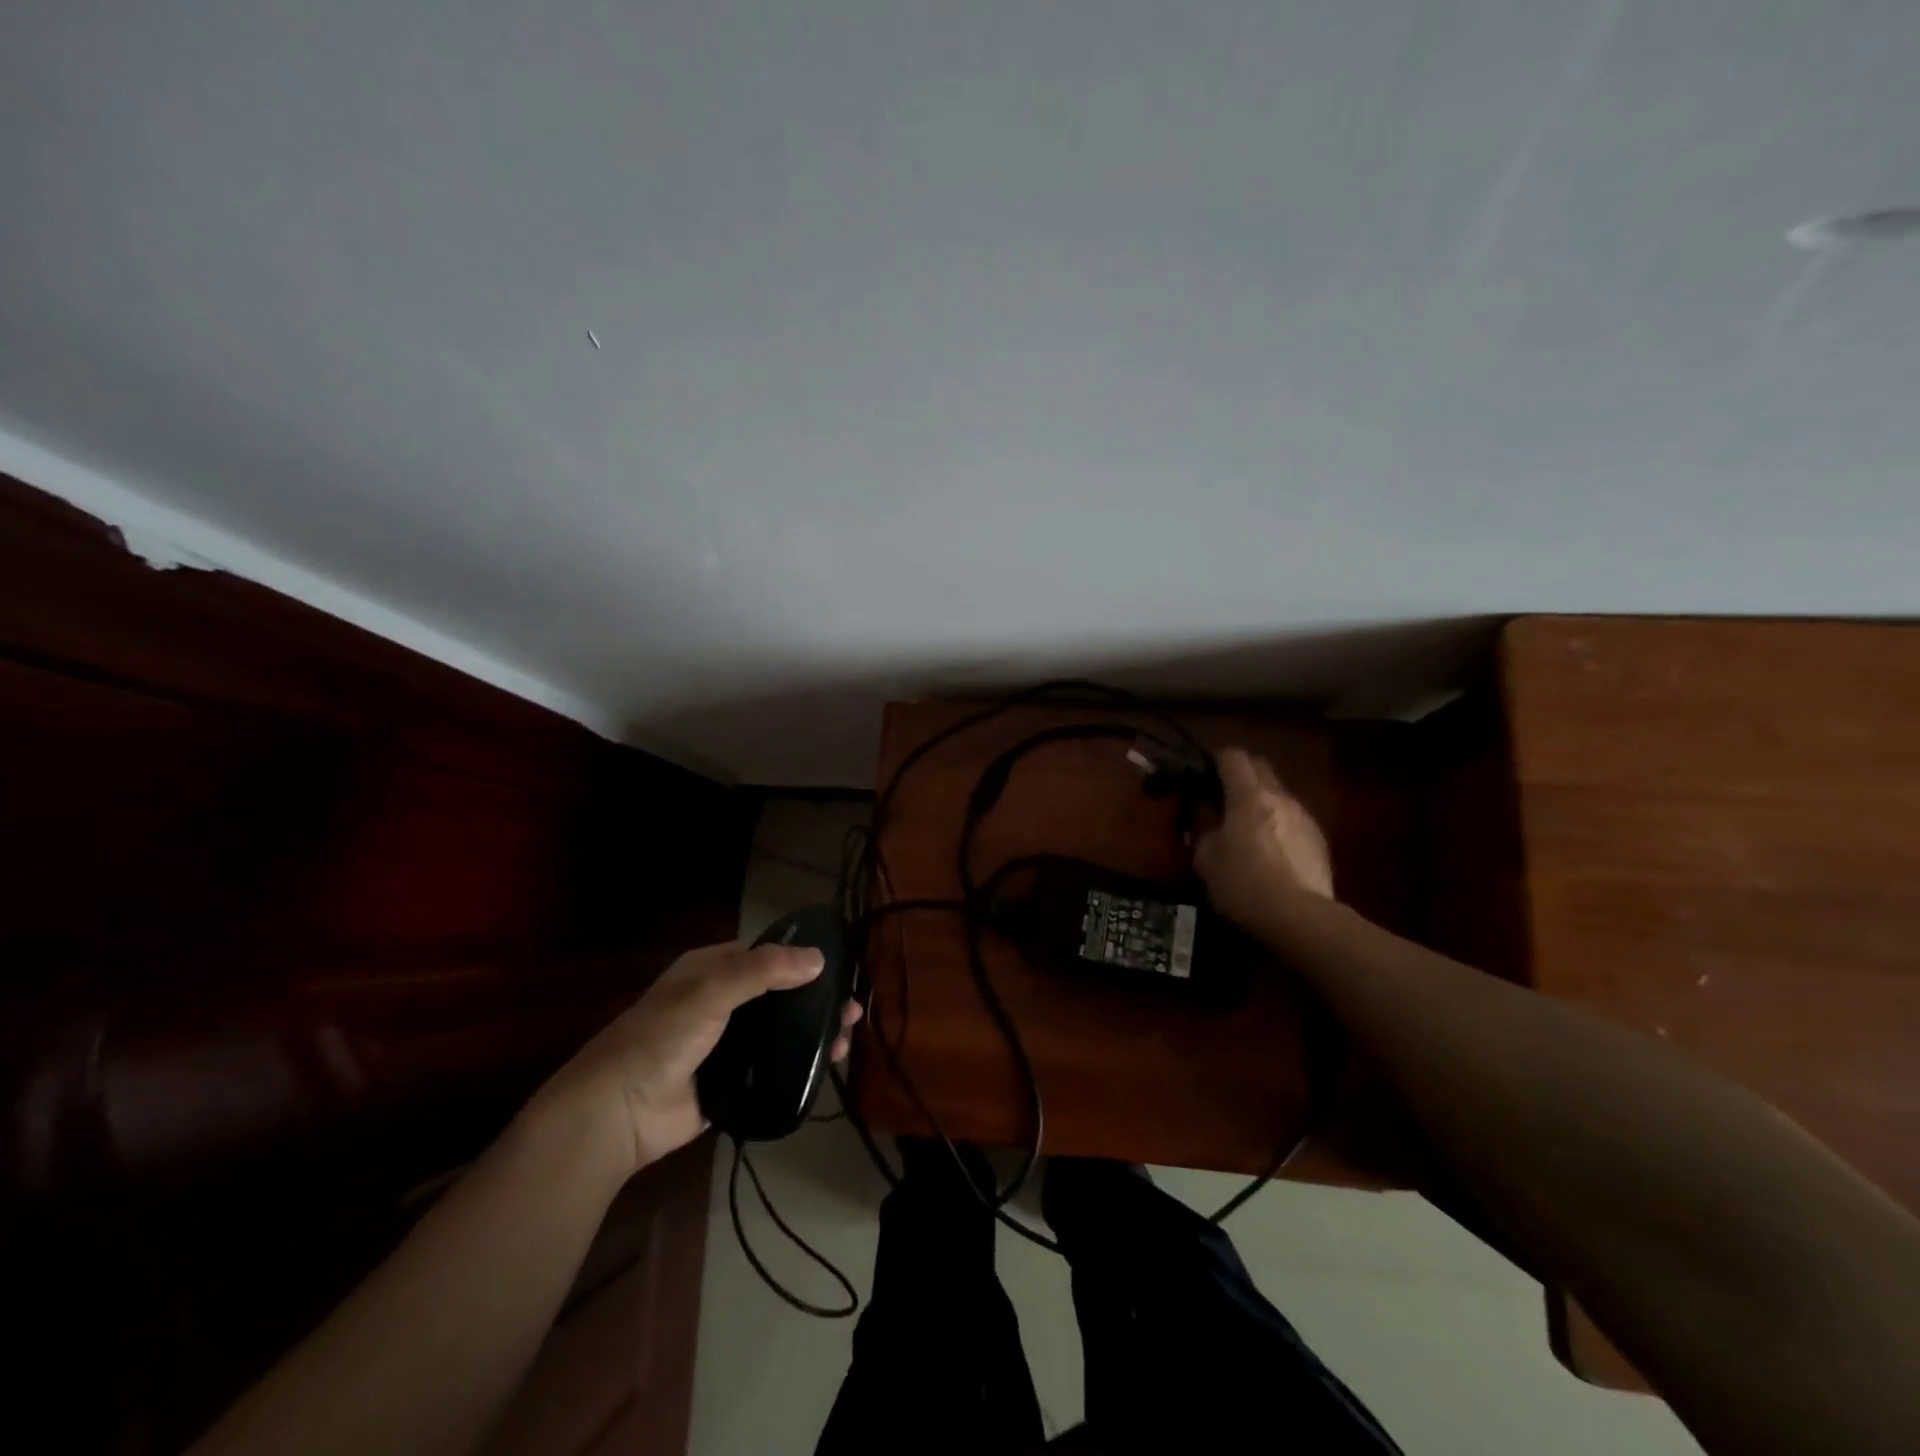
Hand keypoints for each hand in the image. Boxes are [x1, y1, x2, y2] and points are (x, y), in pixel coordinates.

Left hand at [539, 941, 862, 1177]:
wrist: (618, 1113)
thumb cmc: (661, 1037)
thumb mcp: (711, 990)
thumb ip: (764, 971)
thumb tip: (820, 958)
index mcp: (711, 971)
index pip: (765, 955)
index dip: (801, 958)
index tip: (839, 967)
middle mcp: (721, 1003)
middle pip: (780, 995)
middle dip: (815, 1000)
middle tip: (850, 1010)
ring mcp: (727, 1045)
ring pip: (780, 1032)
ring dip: (812, 1033)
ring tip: (845, 1040)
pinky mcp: (732, 1082)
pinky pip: (773, 1066)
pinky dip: (799, 1064)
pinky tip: (827, 1066)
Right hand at [1194, 747, 1334, 929]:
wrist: (1300, 918)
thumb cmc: (1244, 883)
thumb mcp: (1206, 859)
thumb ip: (1205, 831)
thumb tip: (1211, 824)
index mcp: (1249, 795)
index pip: (1233, 757)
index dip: (1216, 759)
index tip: (1204, 772)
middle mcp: (1280, 797)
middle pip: (1260, 768)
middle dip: (1241, 774)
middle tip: (1222, 795)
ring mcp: (1305, 818)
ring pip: (1279, 795)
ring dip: (1261, 801)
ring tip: (1247, 827)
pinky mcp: (1320, 841)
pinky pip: (1293, 820)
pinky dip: (1278, 825)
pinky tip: (1271, 852)